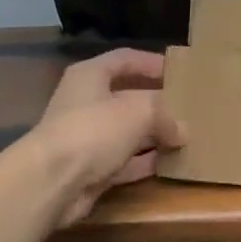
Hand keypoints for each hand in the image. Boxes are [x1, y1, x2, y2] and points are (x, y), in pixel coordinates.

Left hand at [29, 48, 181, 227]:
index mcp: (90, 75)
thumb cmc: (93, 130)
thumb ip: (165, 115)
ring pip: (128, 131)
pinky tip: (171, 162)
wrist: (52, 183)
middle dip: (158, 103)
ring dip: (154, 135)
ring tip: (187, 136)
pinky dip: (145, 161)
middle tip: (189, 107)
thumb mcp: (138, 111)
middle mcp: (86, 102)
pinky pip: (125, 161)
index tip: (179, 70)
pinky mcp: (90, 169)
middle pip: (128, 96)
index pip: (125, 59)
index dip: (151, 62)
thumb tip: (183, 130)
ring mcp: (87, 137)